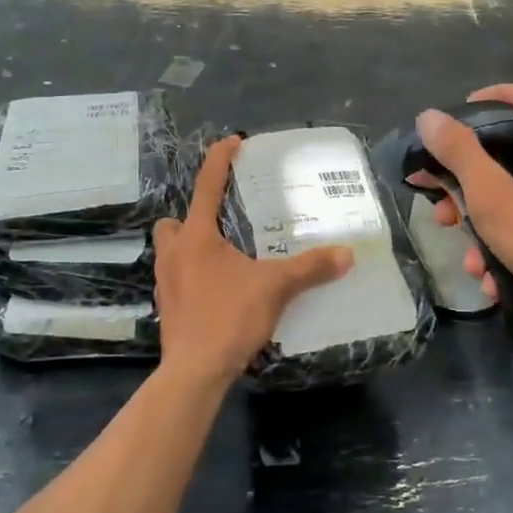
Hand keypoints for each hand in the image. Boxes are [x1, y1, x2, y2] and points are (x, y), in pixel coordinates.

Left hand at [154, 136, 352, 383]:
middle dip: (192, 217)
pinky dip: (193, 277)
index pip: (207, 185)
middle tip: (221, 224)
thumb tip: (346, 254)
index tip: (232, 141)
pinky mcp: (168, 309)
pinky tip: (218, 290)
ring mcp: (166, 282)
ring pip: (170, 251)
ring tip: (223, 257)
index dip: (220, 159)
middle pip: (173, 222)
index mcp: (197, 237)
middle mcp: (174, 254)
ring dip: (190, 247)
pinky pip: (177, 280)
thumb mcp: (275, 287)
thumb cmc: (229, 316)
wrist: (195, 371)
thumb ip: (310, 268)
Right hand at [410, 85, 512, 332]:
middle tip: (442, 206)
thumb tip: (429, 116)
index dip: (500, 94)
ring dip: (486, 229)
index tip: (465, 111)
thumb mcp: (492, 196)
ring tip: (470, 261)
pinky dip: (511, 251)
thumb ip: (460, 155)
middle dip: (470, 184)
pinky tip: (495, 282)